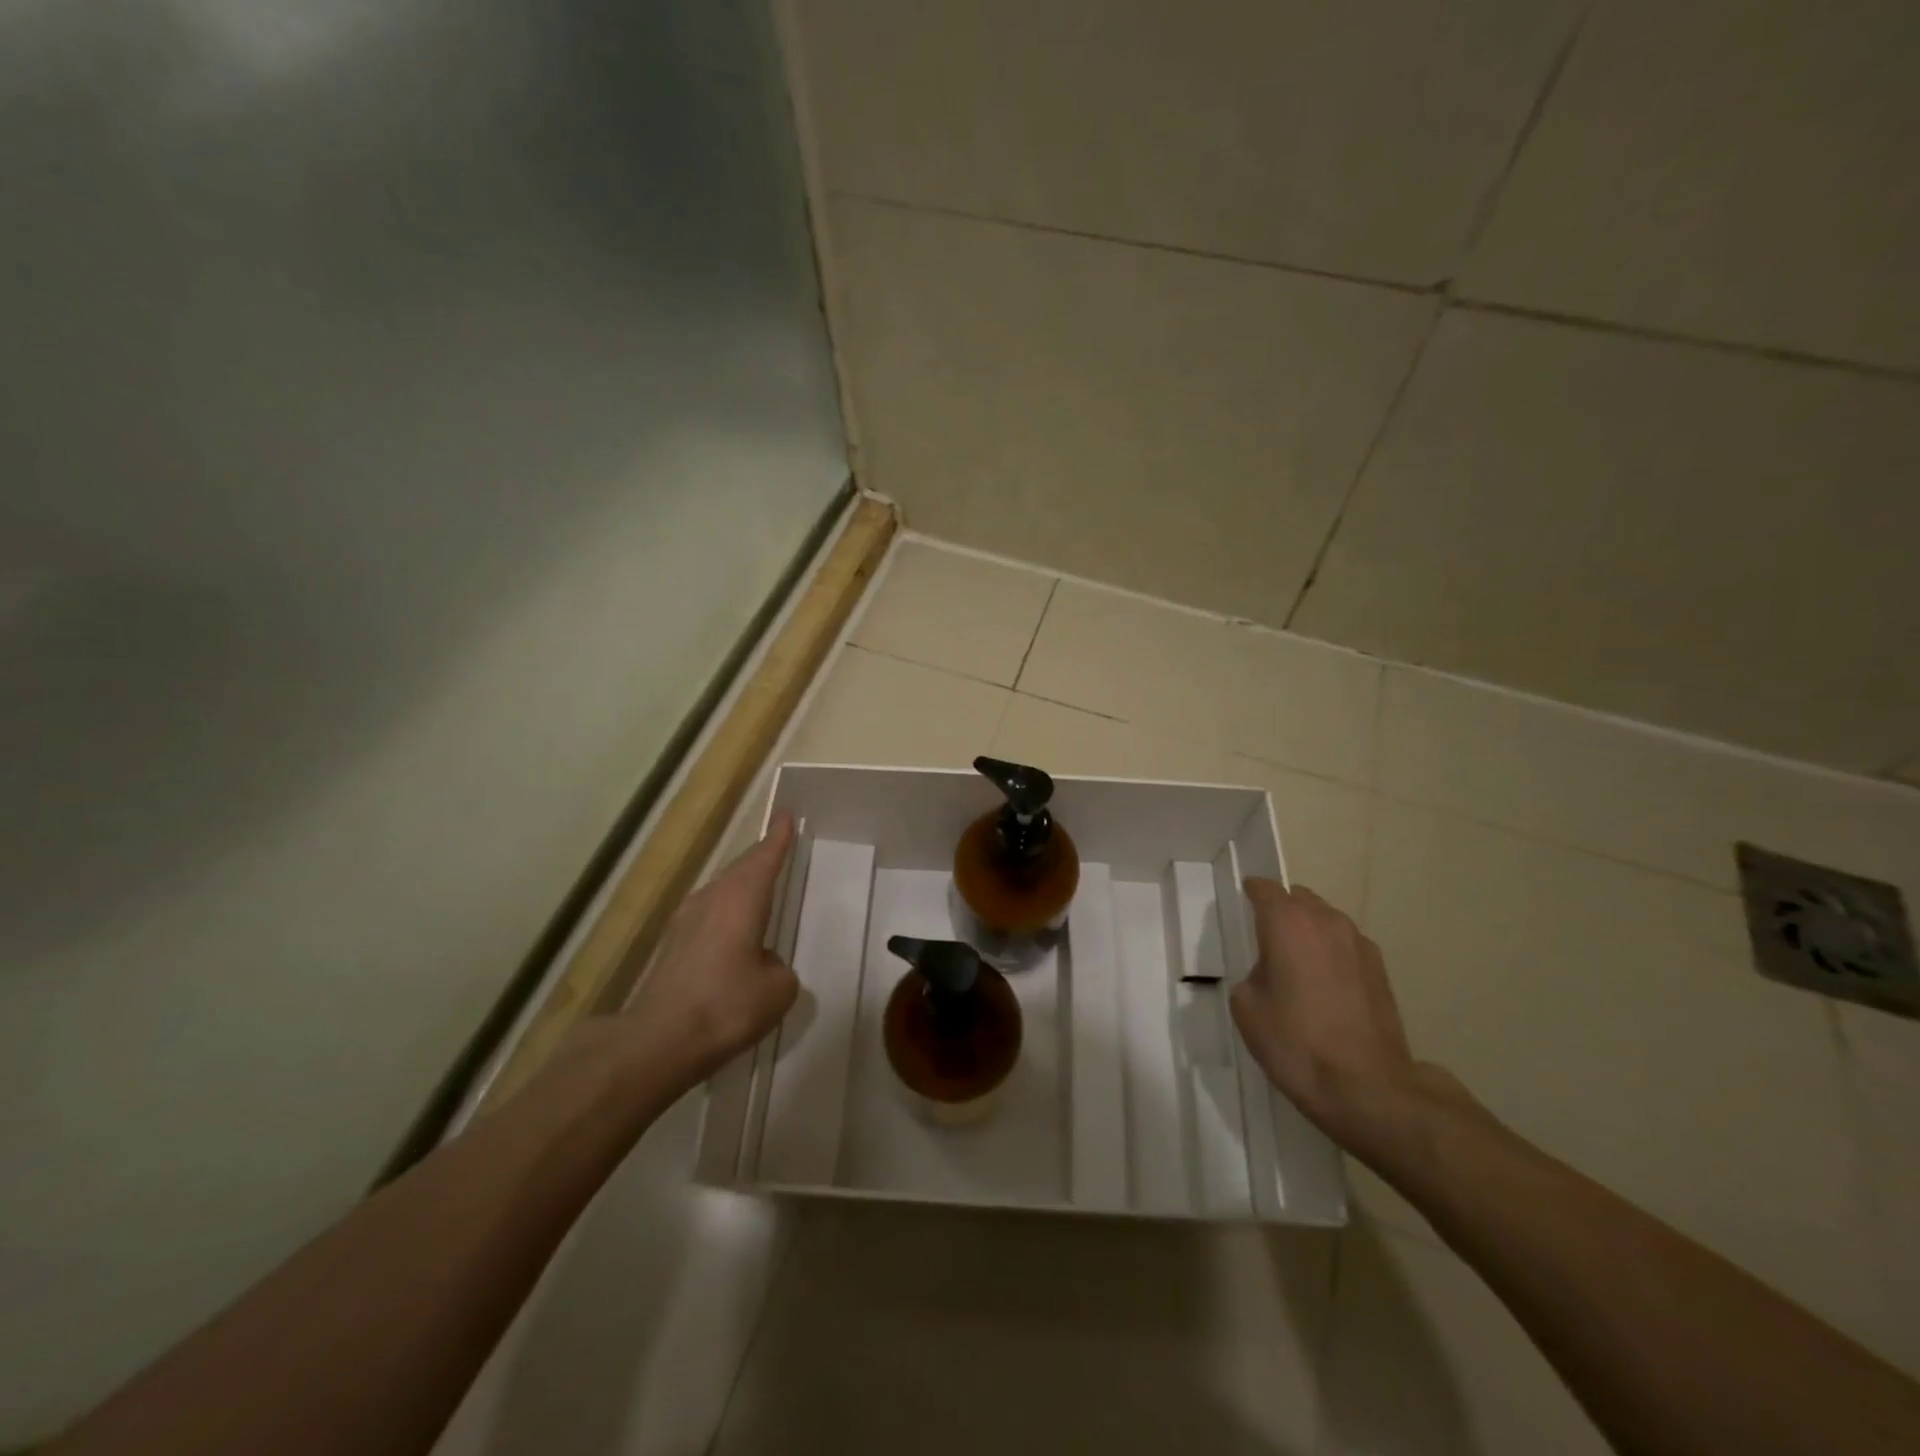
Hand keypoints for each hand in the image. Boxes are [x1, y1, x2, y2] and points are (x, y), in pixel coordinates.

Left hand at [616, 813, 800, 1088]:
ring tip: (758, 886)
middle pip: (741, 869)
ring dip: (740, 885)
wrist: (658, 1040)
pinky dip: (725, 913)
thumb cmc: (727, 1004)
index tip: (786, 815)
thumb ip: (779, 969)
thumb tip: (763, 966)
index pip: (765, 857)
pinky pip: (708, 915)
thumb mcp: (777, 990)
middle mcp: (712, 899)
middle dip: (760, 857)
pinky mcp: (672, 947)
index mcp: (742, 898)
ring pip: (721, 890)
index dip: (778, 837)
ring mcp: (686, 921)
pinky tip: (731, 932)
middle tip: (777, 846)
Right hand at [1230, 880, 1440, 1156]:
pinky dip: (1331, 954)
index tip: (1243, 901)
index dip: (1252, 892)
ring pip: (1326, 920)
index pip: (1265, 889)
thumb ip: (1252, 974)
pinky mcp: (1380, 970)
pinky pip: (1346, 945)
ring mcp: (1359, 944)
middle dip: (1282, 911)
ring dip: (1309, 931)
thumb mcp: (1247, 1008)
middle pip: (1299, 899)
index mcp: (1287, 923)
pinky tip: (1325, 987)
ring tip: (1297, 965)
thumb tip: (1269, 973)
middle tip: (1266, 939)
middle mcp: (1326, 922)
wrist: (1367, 1087)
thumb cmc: (1296, 1042)